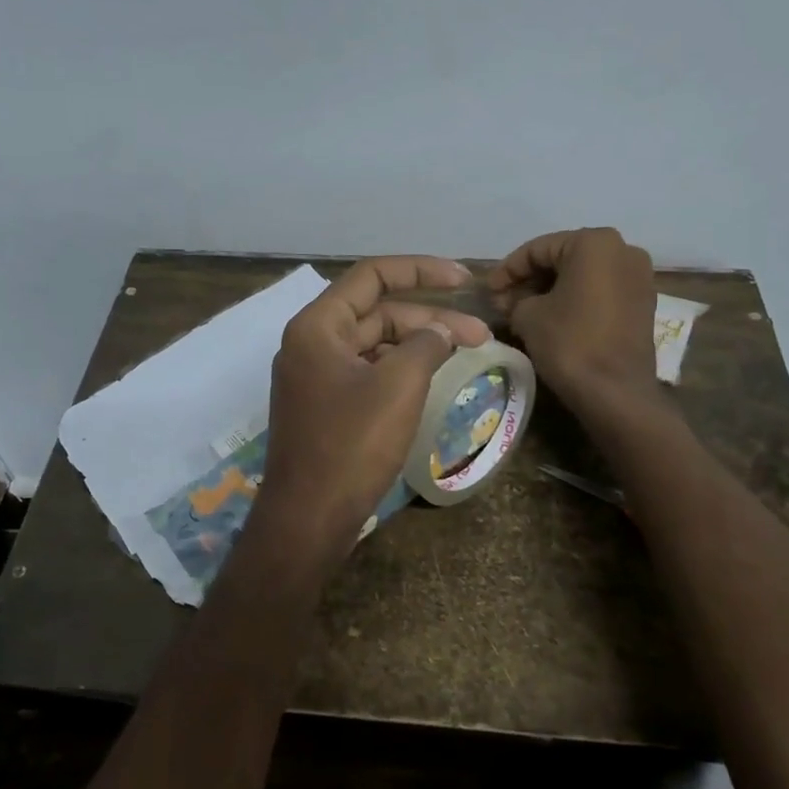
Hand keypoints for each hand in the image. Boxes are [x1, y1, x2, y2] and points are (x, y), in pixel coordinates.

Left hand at [256, 257, 490, 551]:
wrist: (308, 518)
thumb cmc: (351, 445)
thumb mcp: (398, 386)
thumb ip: (426, 344)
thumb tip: (440, 331)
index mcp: (318, 326)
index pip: (372, 276)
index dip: (422, 270)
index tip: (465, 281)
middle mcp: (311, 344)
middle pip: (377, 313)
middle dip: (430, 318)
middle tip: (480, 336)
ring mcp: (315, 377)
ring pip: (374, 345)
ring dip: (418, 346)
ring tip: (465, 355)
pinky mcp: (324, 407)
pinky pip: (367, 373)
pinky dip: (399, 371)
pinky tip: (431, 380)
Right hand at [489, 228, 656, 404]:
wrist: (615, 392)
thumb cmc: (569, 342)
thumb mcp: (527, 316)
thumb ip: (515, 299)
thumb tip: (512, 300)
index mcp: (594, 243)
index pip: (537, 249)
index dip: (507, 270)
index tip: (487, 290)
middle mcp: (623, 249)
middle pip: (563, 259)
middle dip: (530, 280)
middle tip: (503, 302)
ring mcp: (638, 277)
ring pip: (582, 275)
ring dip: (551, 290)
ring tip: (522, 312)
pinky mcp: (643, 303)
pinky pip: (600, 291)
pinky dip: (574, 300)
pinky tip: (551, 318)